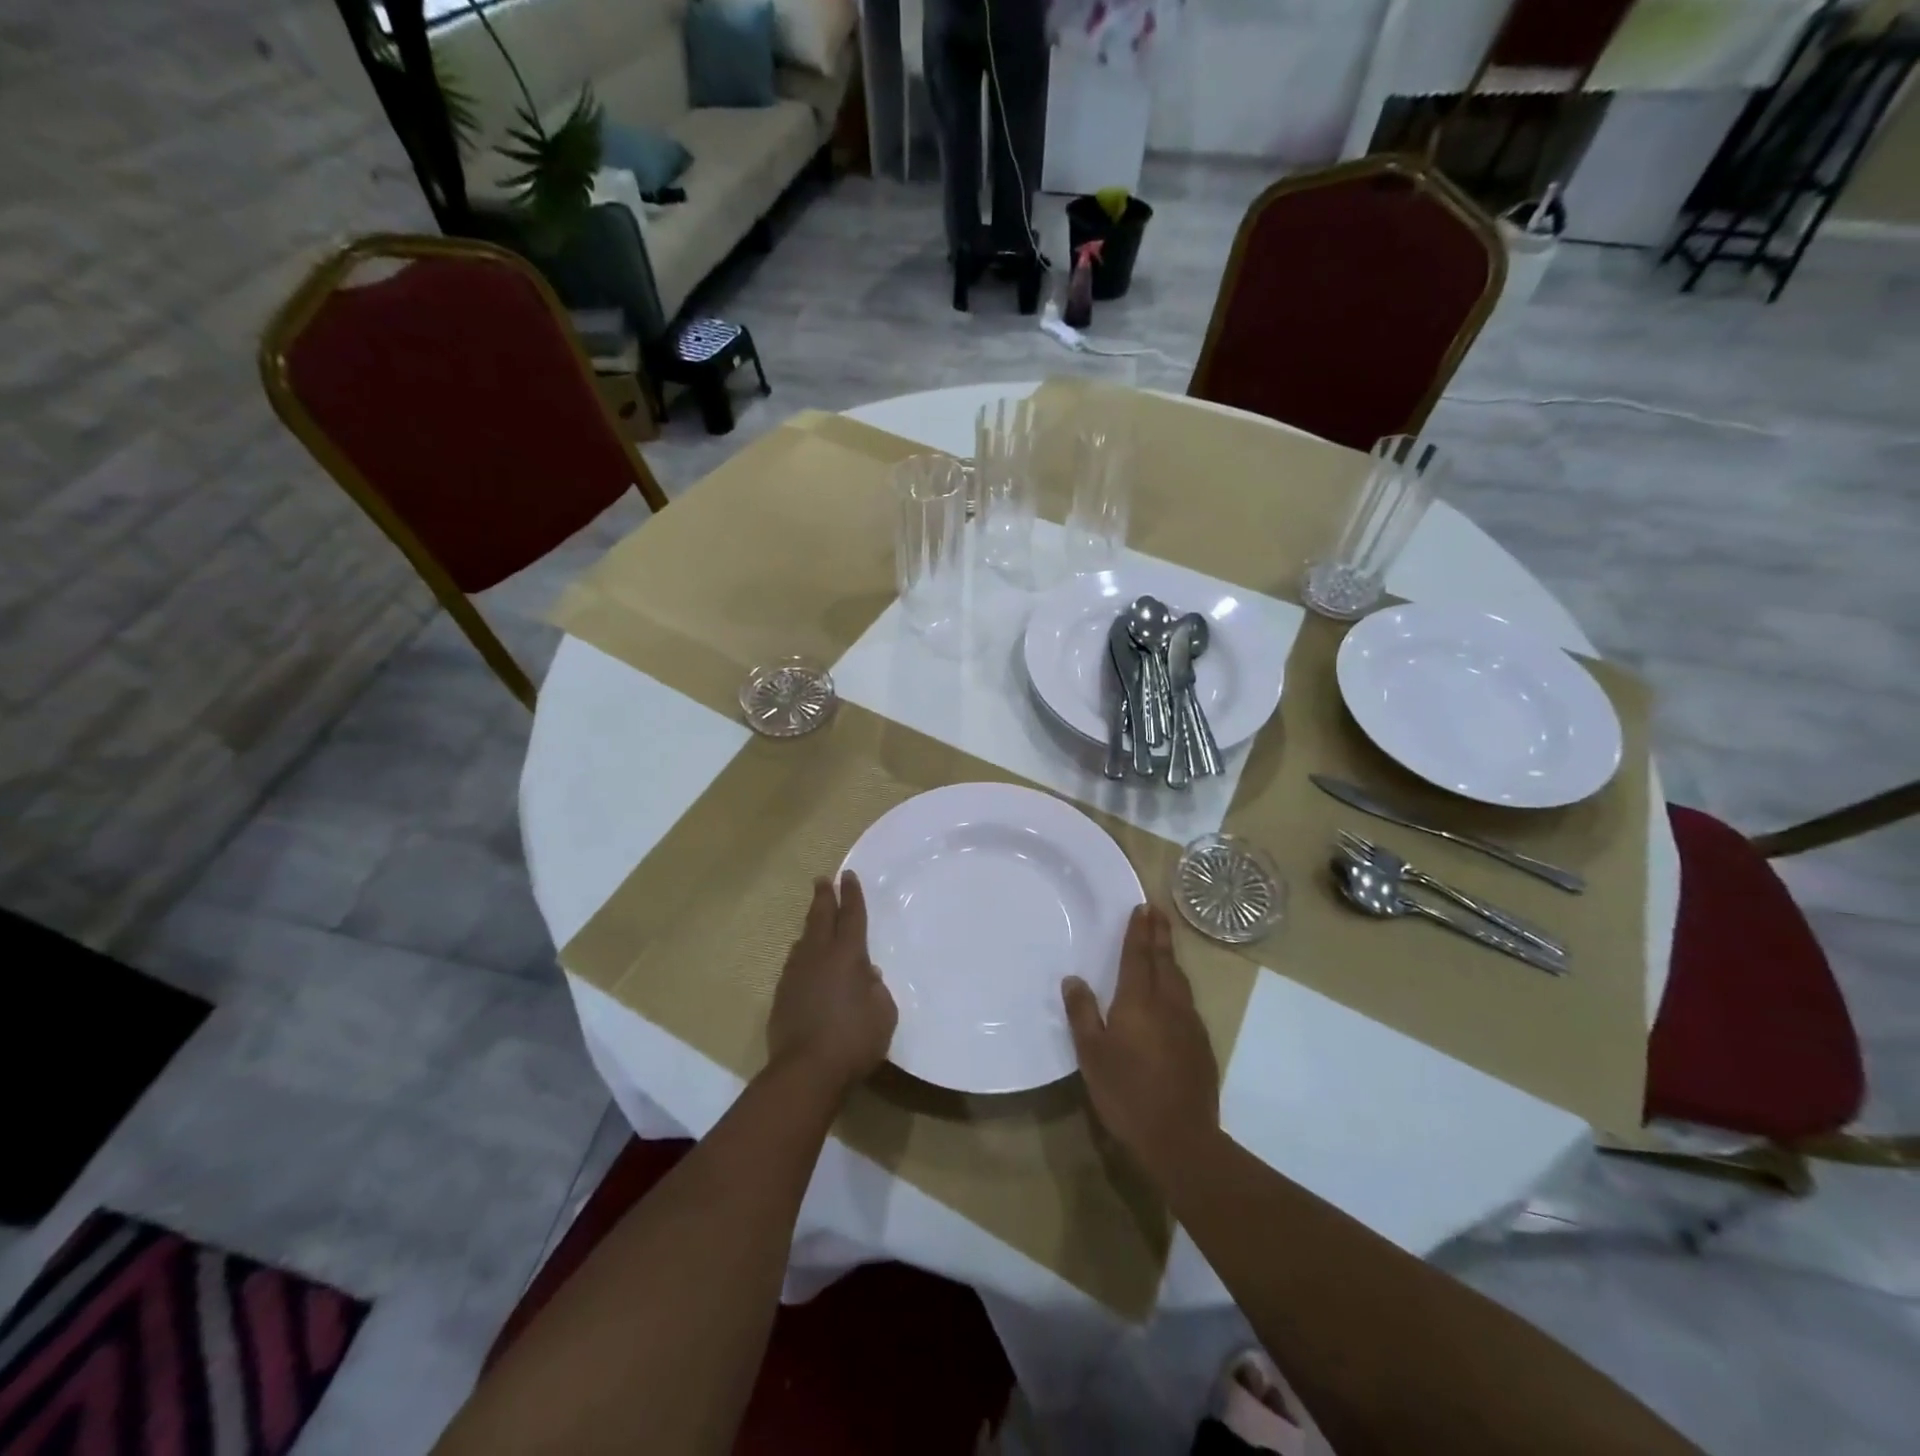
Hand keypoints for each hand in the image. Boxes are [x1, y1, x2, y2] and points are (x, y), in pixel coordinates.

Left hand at [768, 872, 897, 1097]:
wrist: (805, 1070)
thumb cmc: (854, 1039)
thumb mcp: (883, 1014)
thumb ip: (877, 990)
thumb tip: (866, 975)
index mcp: (848, 955)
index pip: (852, 916)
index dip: (852, 895)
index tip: (848, 876)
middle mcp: (819, 956)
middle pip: (821, 918)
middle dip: (824, 897)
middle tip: (822, 880)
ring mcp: (796, 974)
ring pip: (804, 941)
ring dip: (811, 927)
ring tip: (815, 921)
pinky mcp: (782, 995)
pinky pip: (794, 965)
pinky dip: (802, 956)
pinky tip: (804, 963)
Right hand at [1063, 904, 1218, 1183]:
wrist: (1181, 1138)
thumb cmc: (1127, 1093)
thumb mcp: (1092, 1054)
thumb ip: (1082, 1013)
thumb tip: (1074, 979)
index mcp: (1138, 1001)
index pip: (1138, 956)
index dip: (1139, 931)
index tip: (1142, 907)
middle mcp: (1168, 1004)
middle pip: (1164, 961)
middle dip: (1159, 934)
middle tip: (1157, 911)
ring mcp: (1189, 1024)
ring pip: (1180, 980)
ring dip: (1171, 957)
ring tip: (1164, 944)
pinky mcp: (1201, 1045)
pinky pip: (1187, 1002)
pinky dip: (1178, 984)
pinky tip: (1174, 994)